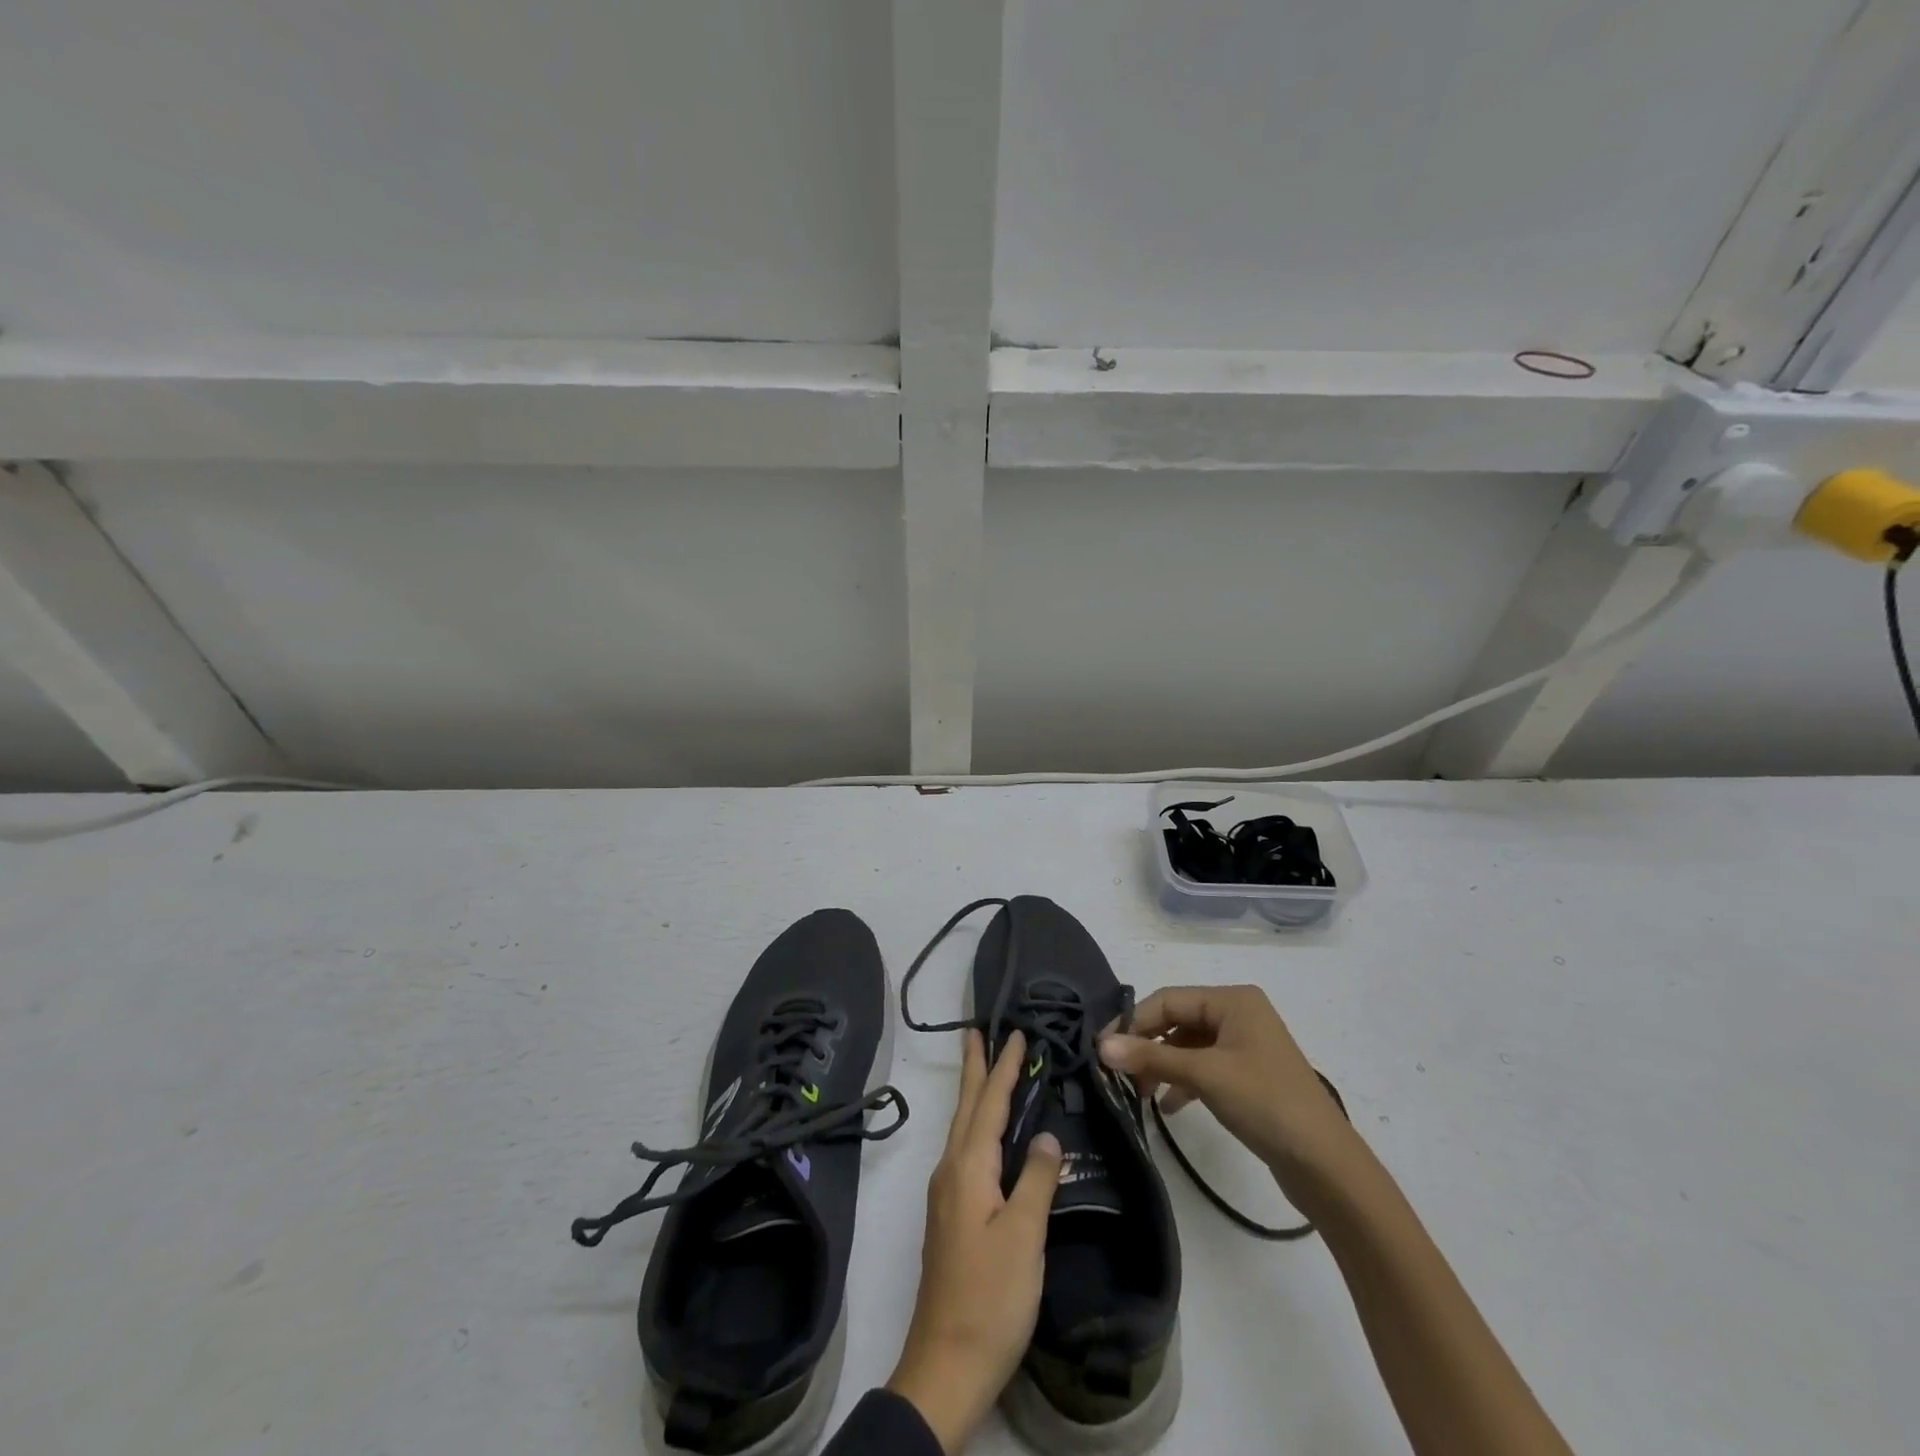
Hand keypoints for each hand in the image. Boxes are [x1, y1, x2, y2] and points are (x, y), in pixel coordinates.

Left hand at [887, 1030, 1062, 1453]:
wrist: (947, 1364)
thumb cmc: (991, 1297)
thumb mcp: (1024, 1236)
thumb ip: (1035, 1179)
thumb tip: (1043, 1135)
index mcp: (968, 1168)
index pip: (988, 1103)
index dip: (1003, 1068)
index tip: (1013, 1033)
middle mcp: (951, 1171)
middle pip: (965, 1107)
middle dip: (975, 1068)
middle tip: (979, 1032)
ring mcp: (947, 1194)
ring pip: (962, 1128)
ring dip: (974, 1094)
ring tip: (985, 1069)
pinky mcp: (951, 1216)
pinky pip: (965, 1151)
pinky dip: (976, 1125)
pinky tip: (987, 1134)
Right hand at [1098, 985, 1358, 1193]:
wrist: (1326, 1165)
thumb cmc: (1266, 1103)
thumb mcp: (1204, 1075)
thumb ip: (1151, 1057)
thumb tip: (1100, 1045)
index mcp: (1233, 1000)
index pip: (1168, 999)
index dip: (1133, 1021)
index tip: (1103, 1048)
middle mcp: (1239, 1013)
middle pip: (1177, 1020)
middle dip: (1147, 1045)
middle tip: (1118, 1073)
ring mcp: (1245, 1045)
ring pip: (1188, 1046)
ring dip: (1162, 1065)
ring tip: (1139, 1093)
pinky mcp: (1248, 1075)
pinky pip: (1204, 1067)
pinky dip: (1183, 1082)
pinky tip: (1168, 1106)